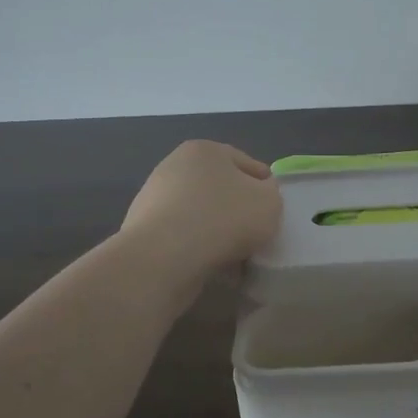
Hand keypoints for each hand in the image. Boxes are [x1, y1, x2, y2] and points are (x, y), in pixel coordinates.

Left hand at [119, 141, 282, 277]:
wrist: (163, 258)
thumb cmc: (222, 219)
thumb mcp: (269, 203)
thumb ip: (271, 194)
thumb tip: (258, 197)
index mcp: (205, 149)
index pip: (249, 165)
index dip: (266, 189)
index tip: (273, 214)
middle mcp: (175, 166)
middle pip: (222, 190)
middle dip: (239, 212)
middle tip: (256, 236)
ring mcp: (155, 198)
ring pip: (203, 216)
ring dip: (220, 234)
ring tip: (236, 258)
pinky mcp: (144, 230)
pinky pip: (184, 237)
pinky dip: (199, 249)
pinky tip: (212, 267)